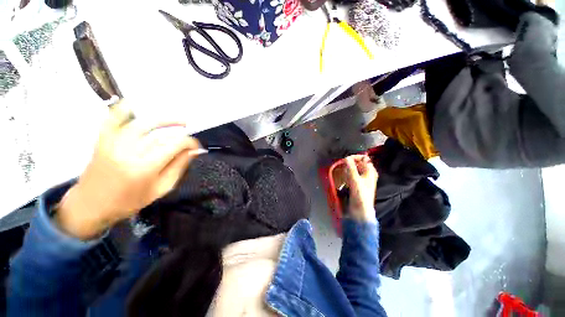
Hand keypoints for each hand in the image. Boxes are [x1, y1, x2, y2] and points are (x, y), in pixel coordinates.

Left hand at [56, 100, 201, 239]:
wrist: (91, 205)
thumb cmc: (129, 201)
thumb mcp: (161, 189)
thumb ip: (178, 167)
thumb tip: (193, 151)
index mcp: (145, 167)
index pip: (175, 145)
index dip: (190, 143)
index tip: (197, 147)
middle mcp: (130, 151)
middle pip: (162, 136)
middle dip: (181, 135)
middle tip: (189, 140)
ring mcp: (114, 143)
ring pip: (143, 124)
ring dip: (164, 120)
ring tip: (179, 122)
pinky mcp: (103, 140)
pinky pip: (113, 119)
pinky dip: (123, 110)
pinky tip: (134, 104)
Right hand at [344, 155, 377, 222]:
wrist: (361, 210)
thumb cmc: (360, 194)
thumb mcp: (355, 180)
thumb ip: (351, 168)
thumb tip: (346, 158)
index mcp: (370, 171)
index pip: (364, 158)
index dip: (355, 157)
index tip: (346, 159)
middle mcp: (367, 174)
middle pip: (358, 163)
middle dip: (350, 163)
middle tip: (342, 165)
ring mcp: (362, 179)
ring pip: (354, 169)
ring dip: (348, 169)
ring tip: (342, 172)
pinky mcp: (357, 184)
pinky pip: (352, 175)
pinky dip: (347, 174)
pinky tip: (344, 178)